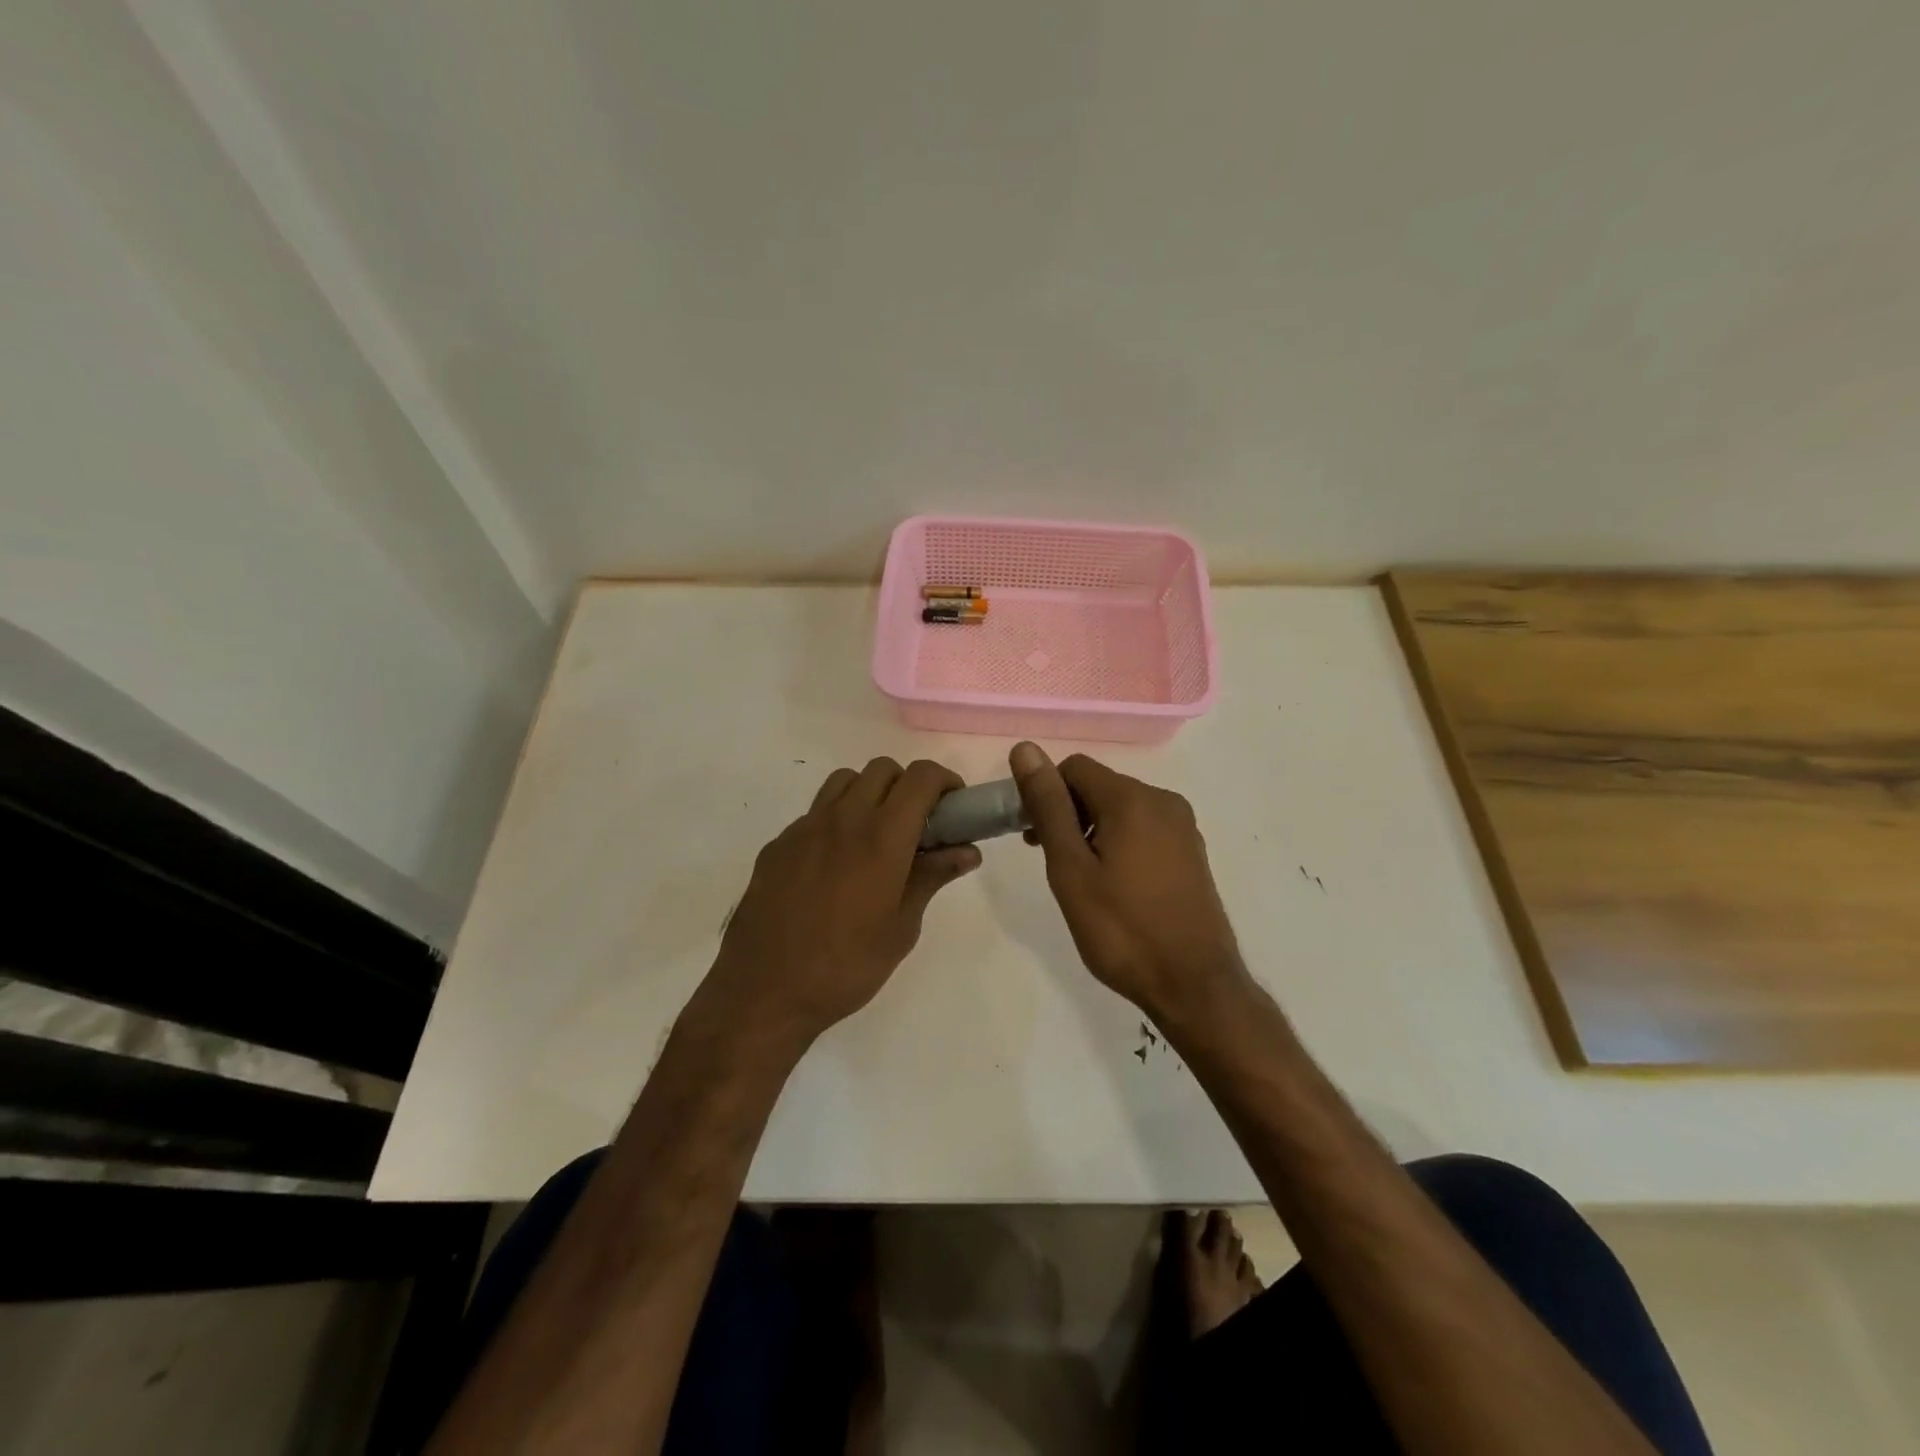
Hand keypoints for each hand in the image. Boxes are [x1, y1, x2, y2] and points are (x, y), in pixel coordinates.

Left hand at [709, 758, 980, 1041]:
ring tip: (876, 836)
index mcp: (882, 837)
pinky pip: (814, 813)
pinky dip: (836, 820)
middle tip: (918, 824)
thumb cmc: (846, 967)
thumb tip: (967, 850)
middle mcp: (843, 818)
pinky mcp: (778, 844)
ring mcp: (804, 828)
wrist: (764, 991)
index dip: (945, 781)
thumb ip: (932, 878)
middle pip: (882, 769)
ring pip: (845, 782)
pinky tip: (836, 864)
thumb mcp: (902, 928)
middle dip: (908, 785)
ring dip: (869, 793)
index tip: (954, 806)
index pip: (921, 777)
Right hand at [1011, 741, 1244, 1018]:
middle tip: (1049, 860)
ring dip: (1091, 830)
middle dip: (1067, 812)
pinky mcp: (1192, 852)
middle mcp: (1163, 801)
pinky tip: (1113, 885)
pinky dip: (1118, 842)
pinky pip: (1144, 829)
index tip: (1031, 836)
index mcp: (1132, 798)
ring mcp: (1183, 827)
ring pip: (1121, 808)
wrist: (1194, 986)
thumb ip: (1048, 806)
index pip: (1074, 768)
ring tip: (1080, 878)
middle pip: (1099, 786)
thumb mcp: (1071, 868)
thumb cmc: (1122, 930)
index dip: (1045, 794)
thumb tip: (1025, 749)